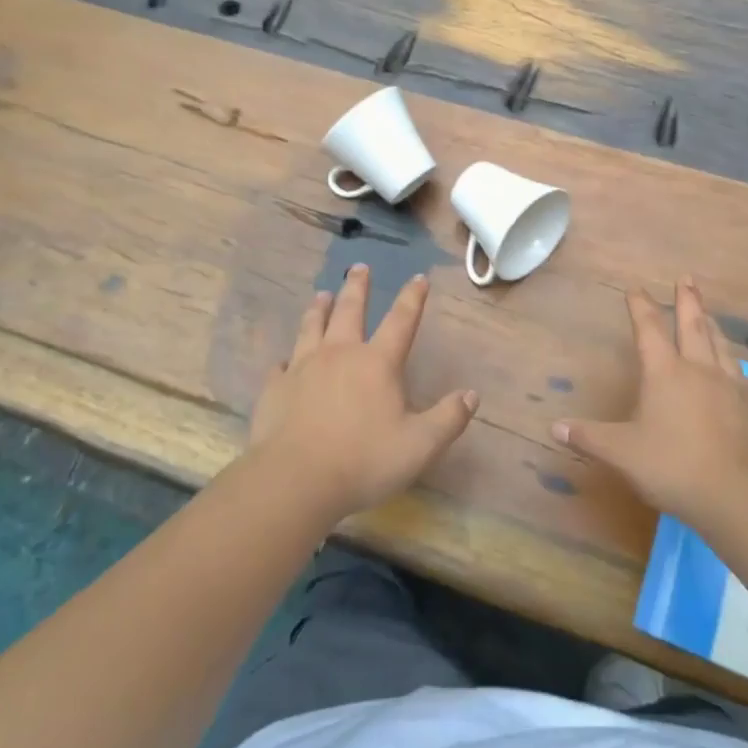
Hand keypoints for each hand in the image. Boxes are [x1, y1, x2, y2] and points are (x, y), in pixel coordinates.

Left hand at [247, 264, 478, 521]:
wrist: (295, 480)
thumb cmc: (363, 460)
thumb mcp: (419, 445)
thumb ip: (448, 419)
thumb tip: (472, 395)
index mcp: (377, 362)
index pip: (401, 320)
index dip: (413, 297)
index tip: (419, 277)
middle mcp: (340, 354)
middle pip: (349, 310)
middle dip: (357, 286)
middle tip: (359, 267)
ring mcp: (303, 367)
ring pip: (312, 326)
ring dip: (319, 308)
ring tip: (322, 294)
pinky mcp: (276, 388)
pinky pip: (281, 365)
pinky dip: (286, 359)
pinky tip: (284, 361)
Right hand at [554, 277, 747, 523]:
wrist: (739, 496)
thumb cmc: (673, 467)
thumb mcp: (621, 454)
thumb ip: (588, 438)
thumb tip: (554, 427)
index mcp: (665, 373)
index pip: (648, 329)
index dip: (640, 306)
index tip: (635, 287)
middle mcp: (701, 370)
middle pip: (694, 325)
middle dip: (687, 300)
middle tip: (687, 278)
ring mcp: (734, 388)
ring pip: (722, 348)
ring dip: (713, 327)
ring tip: (710, 315)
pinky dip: (740, 374)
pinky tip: (742, 379)